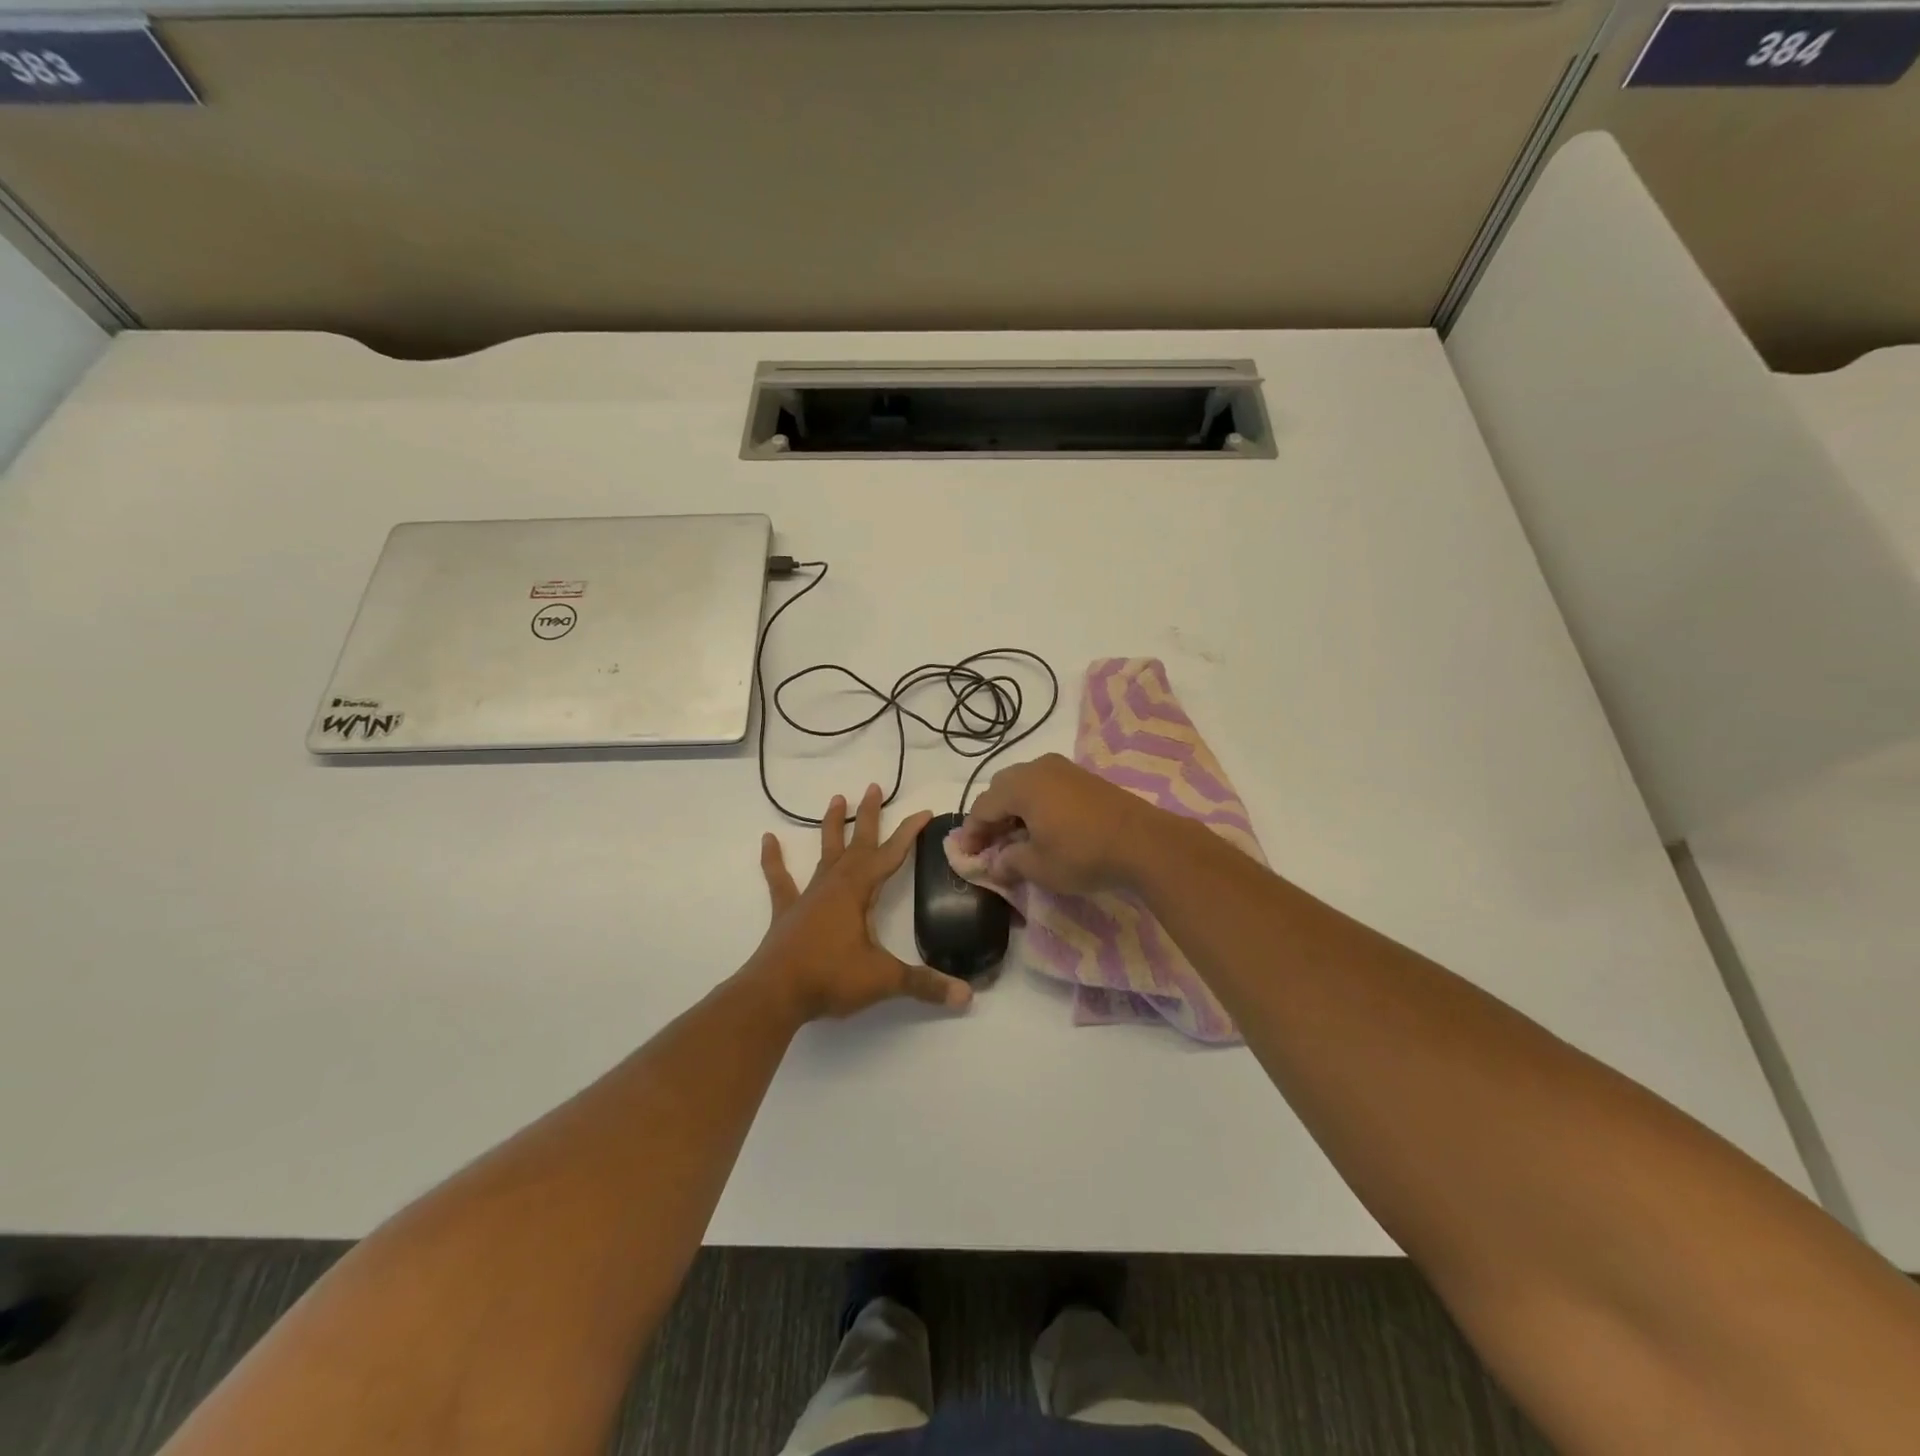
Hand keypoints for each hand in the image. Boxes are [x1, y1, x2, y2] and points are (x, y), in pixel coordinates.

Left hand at [749, 784, 973, 1021]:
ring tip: (836, 798)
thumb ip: (925, 985)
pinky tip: (767, 840)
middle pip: (857, 843)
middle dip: (869, 816)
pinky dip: (774, 860)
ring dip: (832, 826)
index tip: (924, 812)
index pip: (891, 855)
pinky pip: (780, 880)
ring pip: (824, 853)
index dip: (909, 833)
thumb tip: (967, 996)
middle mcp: (834, 884)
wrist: (774, 995)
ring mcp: (808, 896)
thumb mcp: (884, 980)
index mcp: (858, 892)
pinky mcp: (787, 912)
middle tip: (874, 786)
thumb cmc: (830, 978)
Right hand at [954, 753, 1164, 894]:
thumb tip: (994, 863)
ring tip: (1016, 838)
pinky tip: (1043, 827)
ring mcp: (1064, 769)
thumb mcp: (1038, 866)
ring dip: (1014, 809)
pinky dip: (1036, 804)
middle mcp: (1038, 768)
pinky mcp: (1085, 777)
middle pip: (1001, 788)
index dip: (971, 832)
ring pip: (1025, 784)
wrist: (1144, 843)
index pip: (983, 806)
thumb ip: (1009, 862)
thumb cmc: (1083, 854)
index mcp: (1021, 785)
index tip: (966, 855)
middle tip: (990, 845)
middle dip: (991, 816)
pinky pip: (1047, 786)